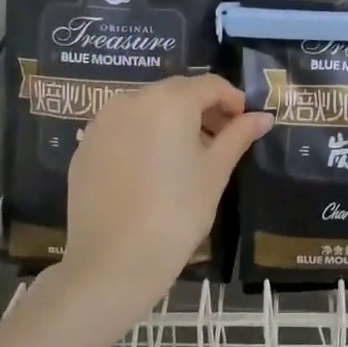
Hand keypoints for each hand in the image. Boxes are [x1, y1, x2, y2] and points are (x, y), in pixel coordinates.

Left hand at [61, 74, 270, 321]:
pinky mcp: (84, 148)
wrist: (114, 261)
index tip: (245, 123)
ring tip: (186, 157)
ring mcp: (101, 123)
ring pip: (146, 109)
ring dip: (171, 122)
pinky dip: (142, 138)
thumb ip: (239, 136)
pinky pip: (122, 130)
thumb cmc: (177, 213)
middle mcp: (131, 100)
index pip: (210, 85)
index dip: (233, 100)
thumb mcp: (215, 172)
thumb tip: (263, 117)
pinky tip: (152, 171)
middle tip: (220, 141)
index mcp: (169, 101)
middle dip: (202, 110)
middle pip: (176, 93)